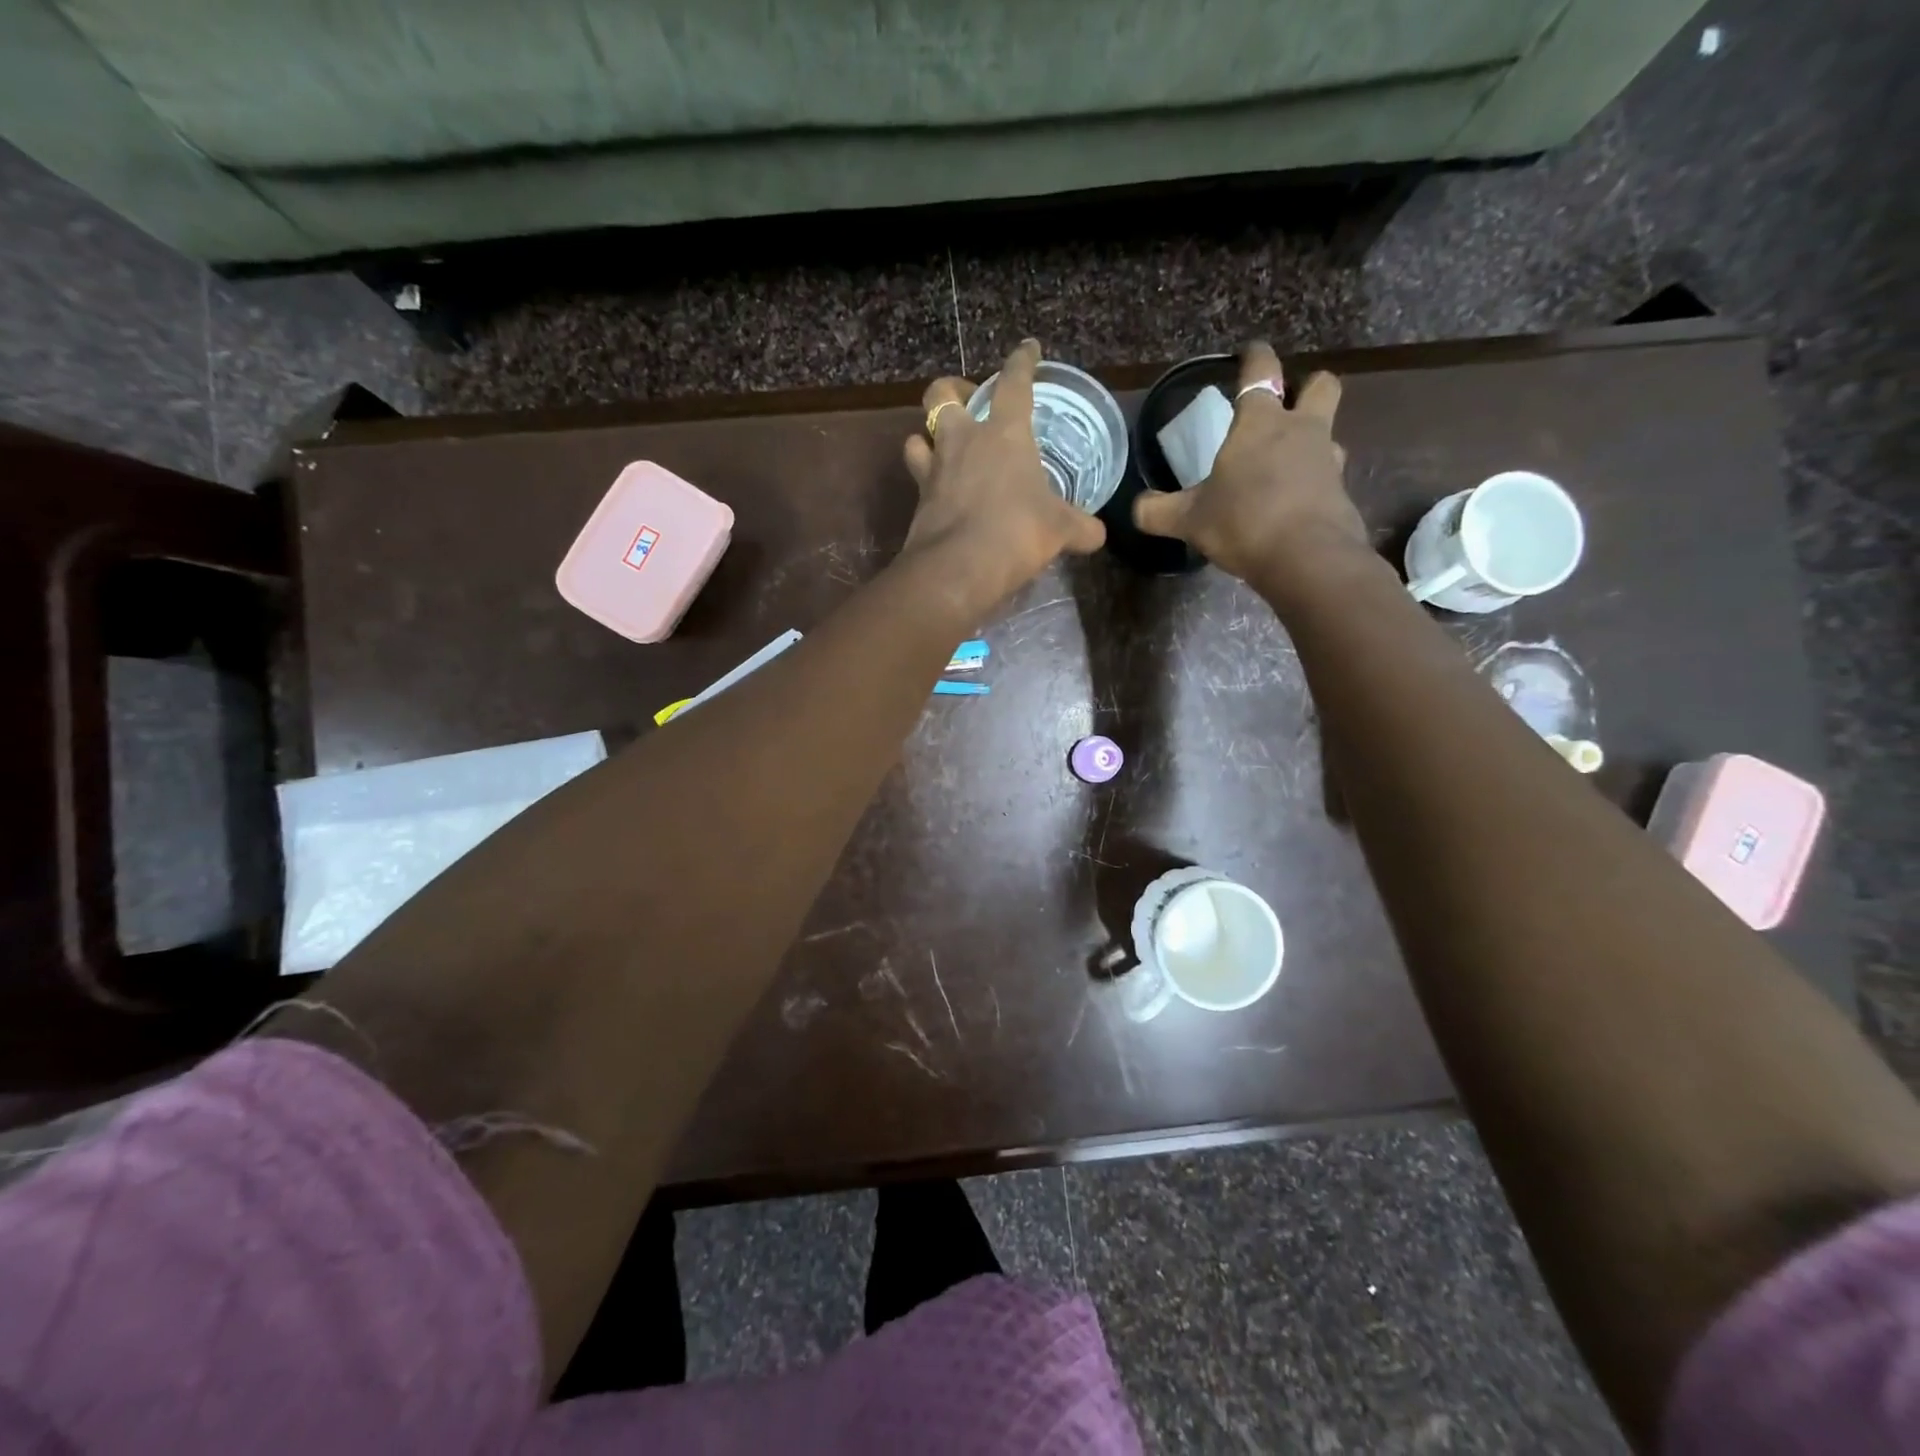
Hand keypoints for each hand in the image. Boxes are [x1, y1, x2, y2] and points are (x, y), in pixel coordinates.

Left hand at [901, 340, 1106, 613]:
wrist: (959, 569)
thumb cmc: (1017, 532)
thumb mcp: (1060, 530)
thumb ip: (1079, 527)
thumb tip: (1097, 534)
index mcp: (1004, 434)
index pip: (1014, 383)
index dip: (1022, 362)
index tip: (1028, 349)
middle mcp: (963, 441)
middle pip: (941, 395)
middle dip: (951, 390)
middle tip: (965, 401)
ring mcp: (934, 470)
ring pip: (917, 437)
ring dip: (927, 438)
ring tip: (941, 449)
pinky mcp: (917, 502)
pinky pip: (917, 480)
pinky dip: (926, 482)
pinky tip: (939, 494)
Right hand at [1133, 342, 1368, 594]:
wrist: (1306, 558)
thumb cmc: (1243, 522)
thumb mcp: (1189, 520)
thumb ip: (1158, 511)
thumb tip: (1137, 508)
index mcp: (1259, 423)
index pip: (1261, 370)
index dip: (1254, 356)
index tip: (1249, 353)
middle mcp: (1301, 430)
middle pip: (1320, 386)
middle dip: (1307, 387)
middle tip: (1286, 406)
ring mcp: (1327, 460)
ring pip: (1329, 432)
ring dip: (1312, 440)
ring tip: (1287, 464)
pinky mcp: (1341, 493)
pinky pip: (1329, 476)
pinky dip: (1313, 483)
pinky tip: (1294, 504)